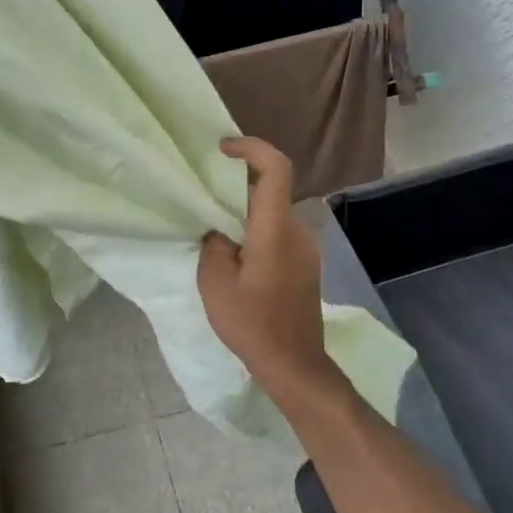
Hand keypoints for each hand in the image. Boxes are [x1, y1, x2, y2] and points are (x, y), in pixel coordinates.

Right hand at [197, 137, 330, 396]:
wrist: (294, 365)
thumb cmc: (252, 323)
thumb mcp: (215, 282)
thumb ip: (214, 244)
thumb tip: (220, 230)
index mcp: (274, 229)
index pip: (275, 168)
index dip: (251, 147)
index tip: (222, 148)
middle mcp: (297, 231)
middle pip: (271, 188)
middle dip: (239, 181)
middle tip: (206, 190)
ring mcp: (306, 249)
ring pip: (274, 212)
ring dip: (246, 210)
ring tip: (215, 228)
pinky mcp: (306, 266)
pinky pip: (279, 232)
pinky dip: (256, 230)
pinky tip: (235, 255)